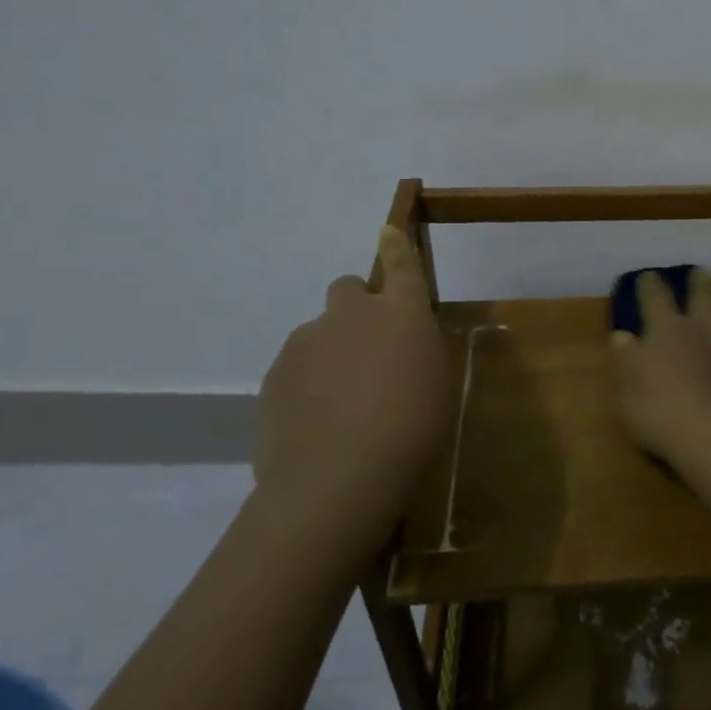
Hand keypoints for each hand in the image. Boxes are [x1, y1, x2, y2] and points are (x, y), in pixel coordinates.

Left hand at [254, 226, 454, 510]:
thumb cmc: (412, 426)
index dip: (395, 245)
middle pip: (346, 289)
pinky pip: (295, 370)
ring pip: (318, 335)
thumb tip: (404, 339)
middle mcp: (348, 314)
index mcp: (399, 311)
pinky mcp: (273, 377)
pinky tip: (319, 426)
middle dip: (355, 310)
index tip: (387, 232)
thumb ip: (419, 348)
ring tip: (344, 406)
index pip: (400, 263)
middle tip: (368, 351)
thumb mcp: (437, 382)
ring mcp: (305, 343)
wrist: (339, 477)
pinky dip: (307, 387)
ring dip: (331, 354)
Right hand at [609, 267, 710, 470]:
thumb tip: (622, 335)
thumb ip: (626, 357)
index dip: (650, 284)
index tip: (648, 276)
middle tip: (701, 272)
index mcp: (668, 328)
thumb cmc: (658, 410)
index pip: (656, 297)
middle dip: (701, 281)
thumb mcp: (626, 386)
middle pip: (705, 293)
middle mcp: (704, 327)